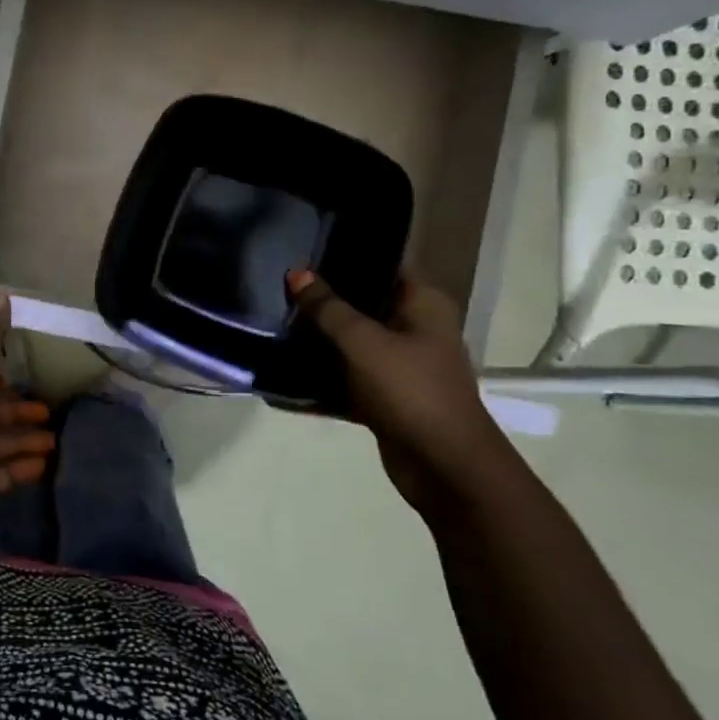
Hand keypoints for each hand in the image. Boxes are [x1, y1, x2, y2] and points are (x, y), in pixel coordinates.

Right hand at [286, 268, 510, 510]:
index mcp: (422, 305)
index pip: (382, 267)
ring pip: (352, 344)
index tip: (303, 253)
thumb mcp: (364, 343)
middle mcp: (415, 330)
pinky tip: (282, 372)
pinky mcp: (385, 397)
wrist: (443, 466)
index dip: (346, 258)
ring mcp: (400, 366)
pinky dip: (321, 379)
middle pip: (363, 306)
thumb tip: (297, 273)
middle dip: (324, 301)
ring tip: (274, 322)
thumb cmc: (411, 391)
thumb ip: (328, 308)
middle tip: (279, 288)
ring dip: (319, 340)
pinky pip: (347, 379)